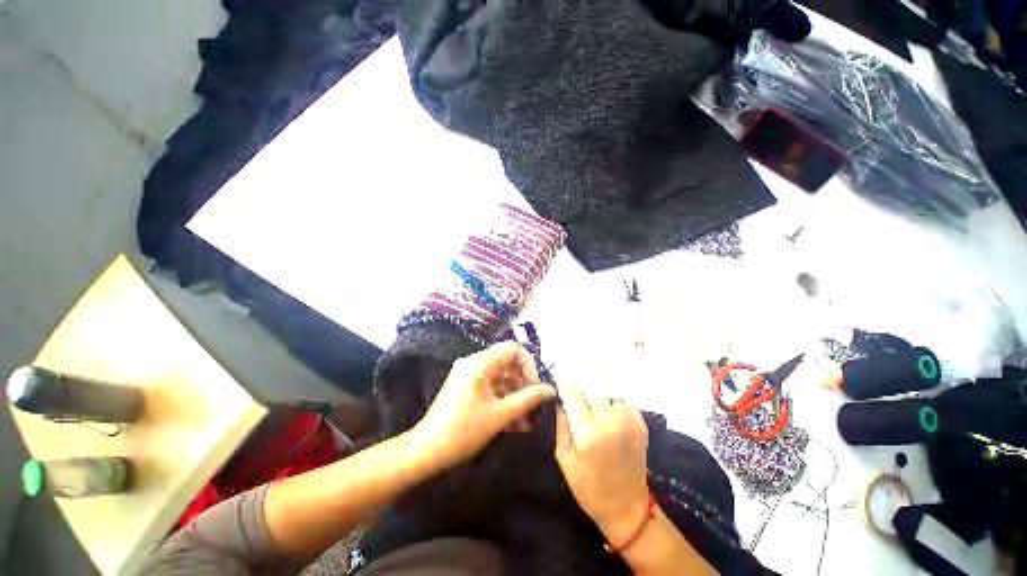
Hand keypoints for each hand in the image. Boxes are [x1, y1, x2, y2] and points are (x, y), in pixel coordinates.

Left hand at [412, 342, 555, 468]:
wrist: (425, 452)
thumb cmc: (464, 430)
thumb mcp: (500, 414)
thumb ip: (528, 399)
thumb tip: (550, 389)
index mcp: (480, 363)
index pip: (512, 349)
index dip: (528, 363)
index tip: (536, 385)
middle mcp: (474, 364)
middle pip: (507, 364)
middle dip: (523, 384)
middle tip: (536, 405)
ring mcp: (469, 377)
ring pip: (501, 379)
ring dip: (515, 397)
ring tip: (529, 420)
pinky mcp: (466, 390)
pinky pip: (491, 390)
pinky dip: (503, 402)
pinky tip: (516, 424)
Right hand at [554, 385, 650, 543]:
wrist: (627, 508)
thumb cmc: (588, 487)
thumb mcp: (564, 457)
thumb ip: (561, 424)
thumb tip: (559, 401)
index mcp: (587, 432)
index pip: (572, 394)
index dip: (564, 386)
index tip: (558, 383)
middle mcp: (609, 421)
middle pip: (589, 390)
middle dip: (580, 394)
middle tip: (575, 405)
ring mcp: (628, 421)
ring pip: (605, 395)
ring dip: (596, 401)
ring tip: (593, 415)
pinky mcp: (640, 424)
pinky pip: (620, 403)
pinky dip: (612, 406)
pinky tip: (609, 420)